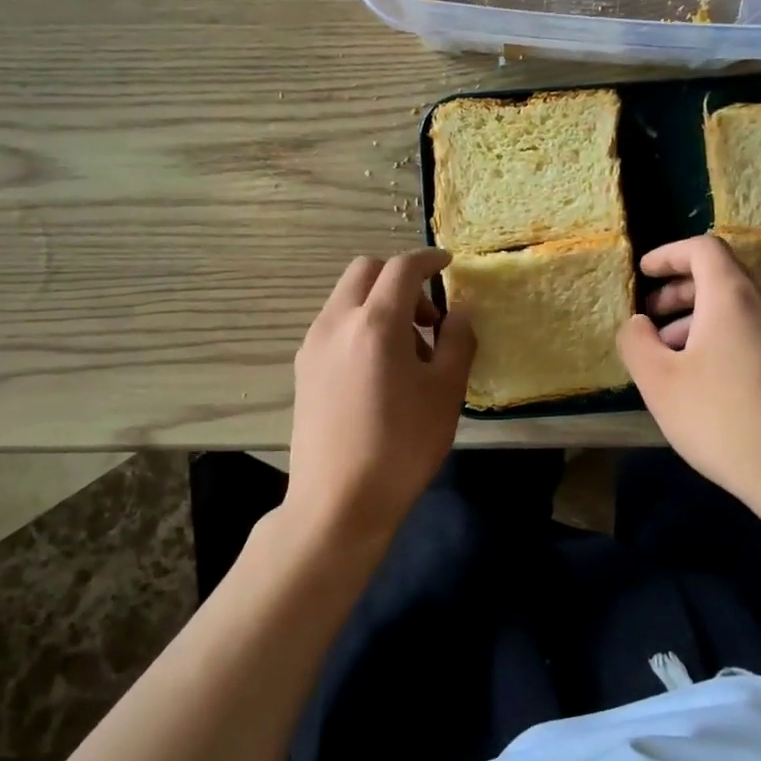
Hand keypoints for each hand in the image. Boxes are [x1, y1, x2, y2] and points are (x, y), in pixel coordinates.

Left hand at [282, 249, 475, 548]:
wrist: (339, 501)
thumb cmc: (401, 446)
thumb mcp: (446, 393)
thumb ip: (457, 341)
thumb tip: (458, 312)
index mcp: (375, 323)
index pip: (402, 268)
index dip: (428, 259)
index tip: (447, 263)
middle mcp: (336, 322)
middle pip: (366, 271)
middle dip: (400, 279)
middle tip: (428, 319)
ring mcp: (313, 344)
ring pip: (347, 297)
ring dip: (379, 304)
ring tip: (407, 353)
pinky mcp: (303, 368)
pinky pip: (335, 324)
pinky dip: (360, 324)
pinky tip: (378, 370)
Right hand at [617, 235, 760, 522]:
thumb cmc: (722, 420)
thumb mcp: (659, 382)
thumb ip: (636, 341)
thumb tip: (638, 322)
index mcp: (735, 295)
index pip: (702, 248)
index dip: (668, 255)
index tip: (643, 273)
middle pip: (723, 273)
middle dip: (681, 288)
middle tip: (652, 315)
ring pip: (742, 300)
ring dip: (703, 313)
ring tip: (674, 349)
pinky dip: (729, 329)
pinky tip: (710, 369)